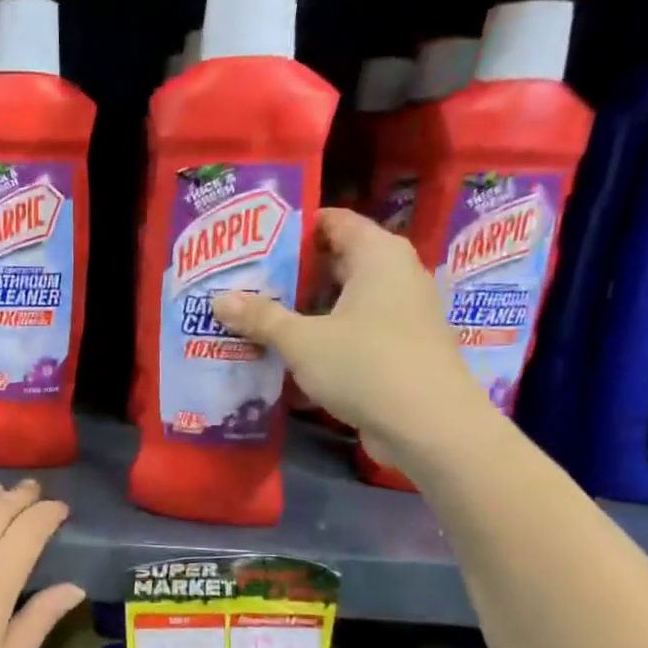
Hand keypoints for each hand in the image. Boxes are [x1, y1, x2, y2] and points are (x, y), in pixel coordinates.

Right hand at [212, 208, 488, 471]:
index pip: (334, 221)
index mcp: (378, 255)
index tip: (254, 242)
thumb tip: (218, 300)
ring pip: (342, 302)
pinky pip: (352, 332)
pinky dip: (322, 339)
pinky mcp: (398, 349)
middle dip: (291, 274)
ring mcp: (400, 314)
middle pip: (336, 262)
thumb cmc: (366, 365)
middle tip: (244, 281)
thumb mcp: (302, 341)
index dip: (294, 228)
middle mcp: (395, 276)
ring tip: (256, 318)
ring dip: (303, 311)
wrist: (428, 426)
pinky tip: (286, 356)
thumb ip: (261, 318)